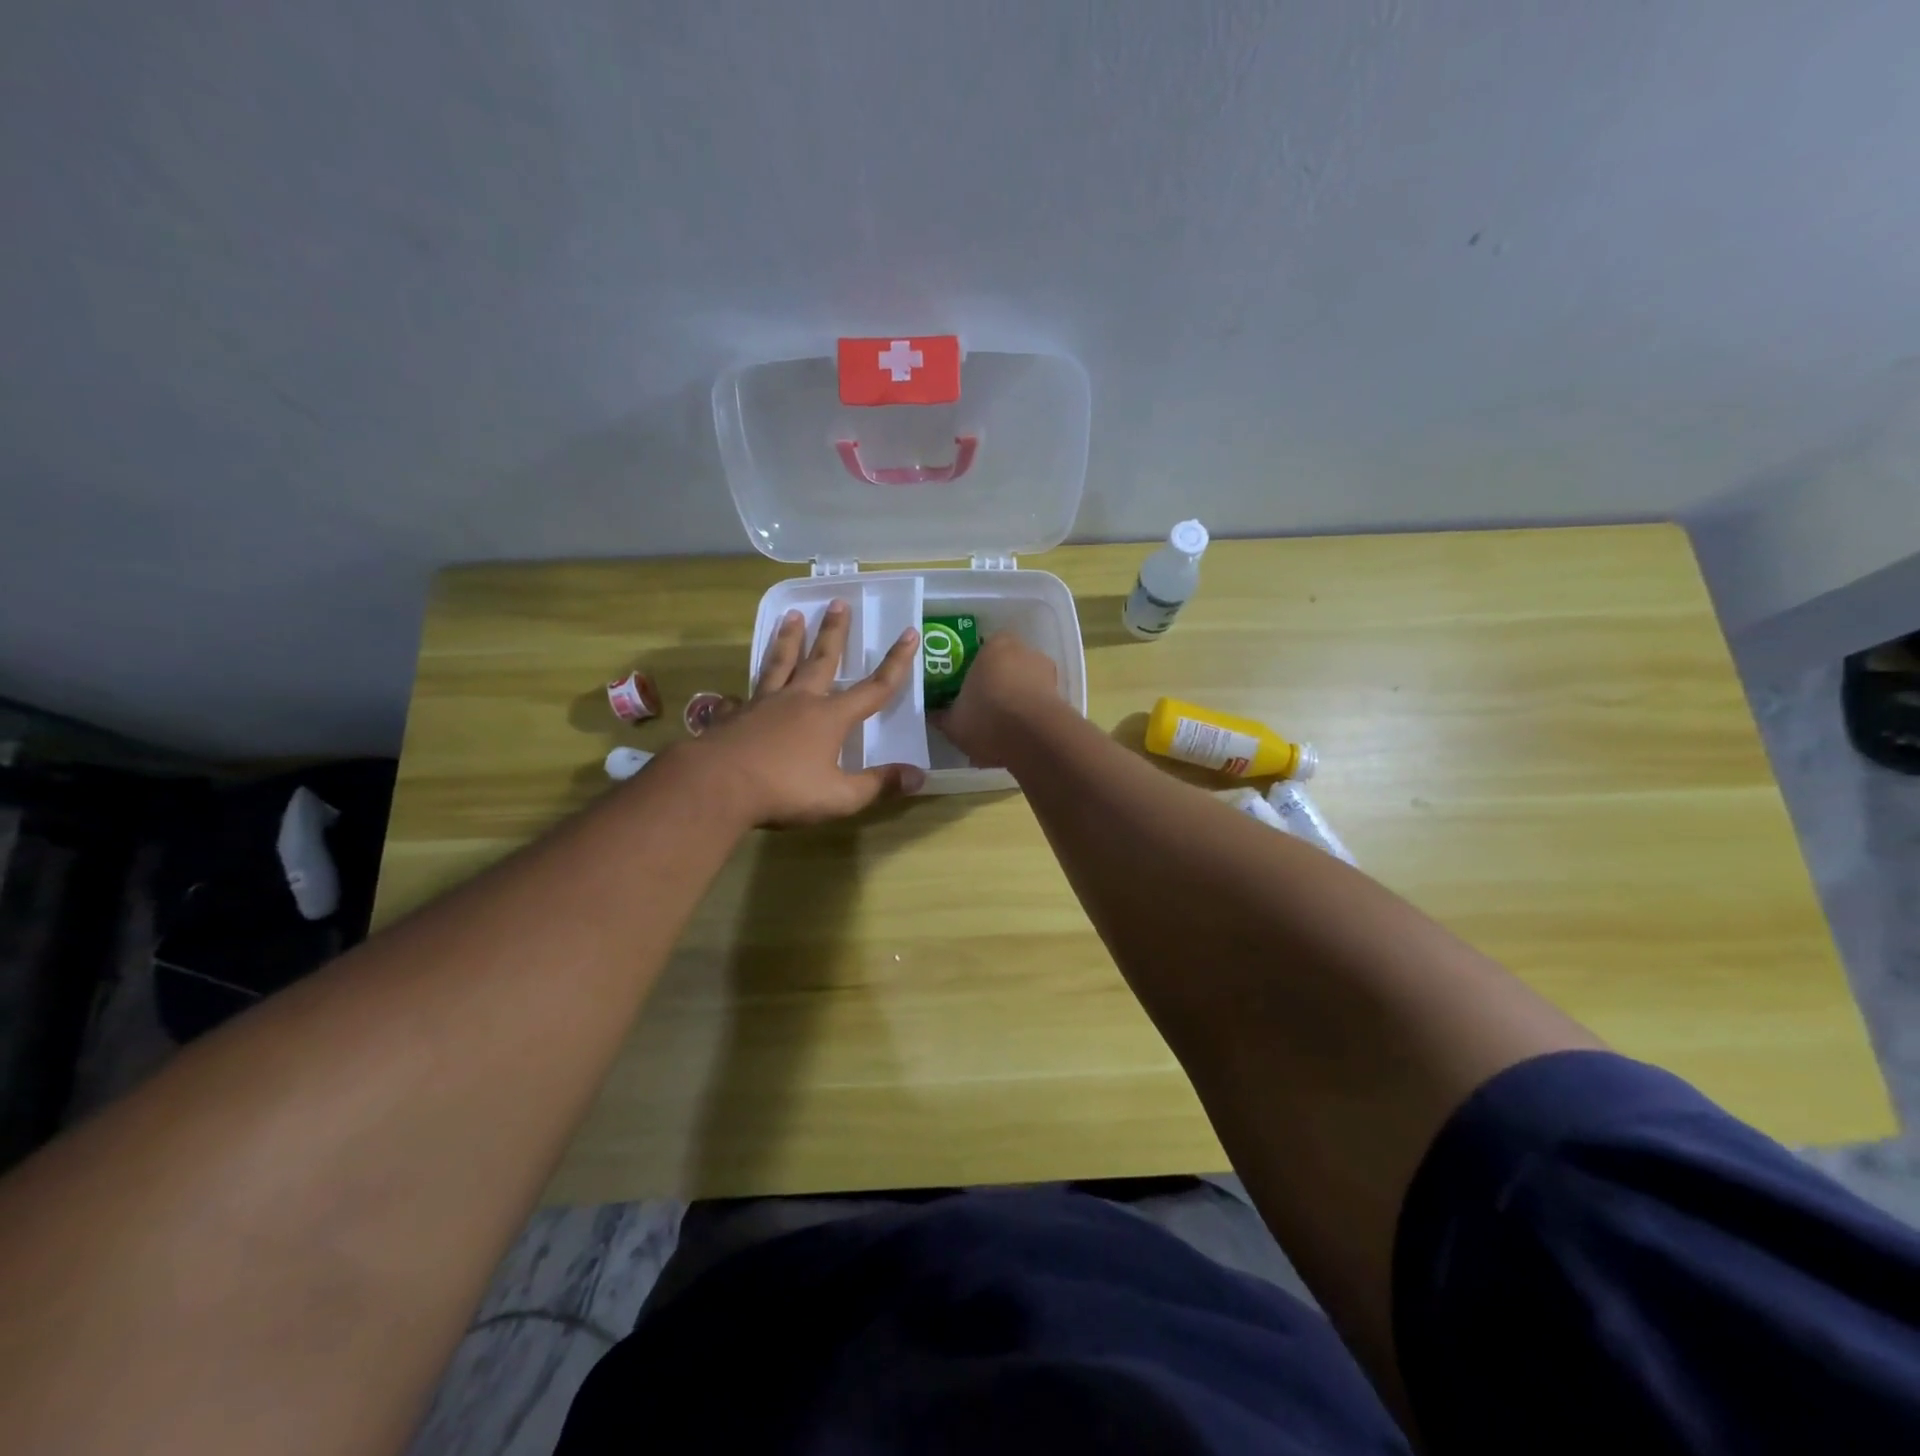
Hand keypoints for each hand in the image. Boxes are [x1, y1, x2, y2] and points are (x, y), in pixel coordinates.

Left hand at [692, 600, 923, 825]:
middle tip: (838, 602)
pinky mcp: (731, 717)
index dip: (896, 663)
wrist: (716, 786)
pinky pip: (737, 701)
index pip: (873, 688)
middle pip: (821, 660)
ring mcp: (761, 705)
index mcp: (830, 717)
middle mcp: (798, 701)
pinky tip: (732, 696)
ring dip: (787, 640)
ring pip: (778, 665)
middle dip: (833, 632)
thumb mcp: (840, 797)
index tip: (909, 633)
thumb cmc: (784, 791)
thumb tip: (920, 776)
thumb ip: (879, 785)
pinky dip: (737, 697)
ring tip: (791, 616)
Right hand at [934, 632, 1059, 768]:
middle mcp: (1024, 651)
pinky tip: (1018, 738)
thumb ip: (941, 715)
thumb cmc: (987, 718)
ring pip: (1025, 685)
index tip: (966, 691)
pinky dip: (1030, 717)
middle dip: (996, 686)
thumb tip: (932, 715)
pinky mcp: (1062, 696)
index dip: (973, 671)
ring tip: (1001, 730)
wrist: (1034, 739)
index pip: (981, 650)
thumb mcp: (953, 721)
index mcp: (994, 645)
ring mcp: (1046, 673)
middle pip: (1006, 666)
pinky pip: (1039, 704)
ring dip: (1016, 702)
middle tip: (982, 710)